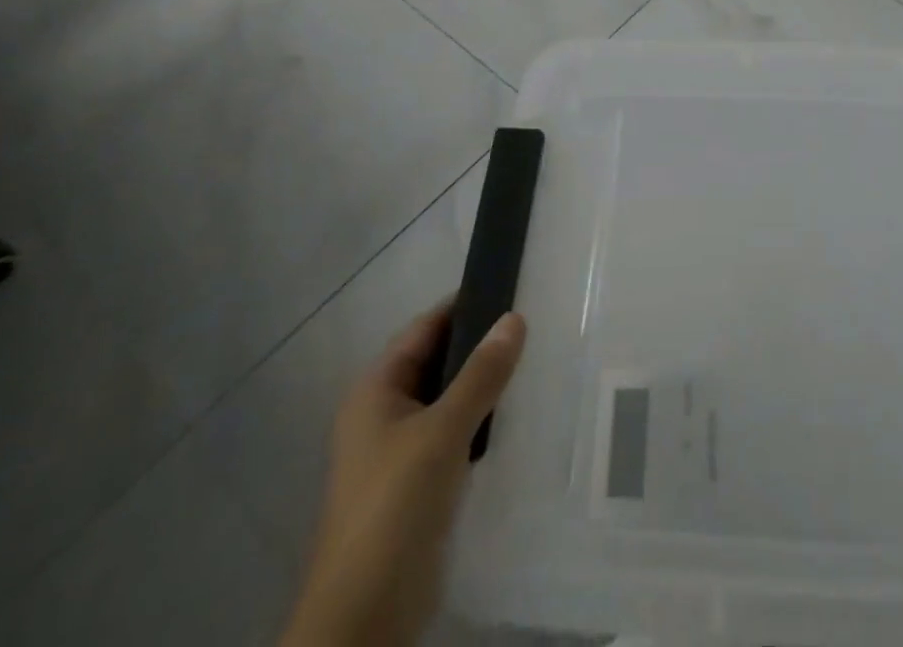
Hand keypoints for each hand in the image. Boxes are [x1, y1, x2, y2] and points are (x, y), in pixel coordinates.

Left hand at [281, 302, 526, 646]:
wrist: (365, 617)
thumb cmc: (394, 507)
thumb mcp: (442, 432)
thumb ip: (481, 374)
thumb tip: (515, 318)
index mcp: (376, 390)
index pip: (425, 328)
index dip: (465, 305)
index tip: (514, 288)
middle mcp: (384, 413)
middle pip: (438, 361)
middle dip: (481, 345)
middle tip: (536, 324)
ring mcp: (400, 451)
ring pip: (449, 399)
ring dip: (484, 384)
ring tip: (536, 361)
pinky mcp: (419, 483)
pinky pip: (455, 433)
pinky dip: (482, 420)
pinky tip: (518, 415)